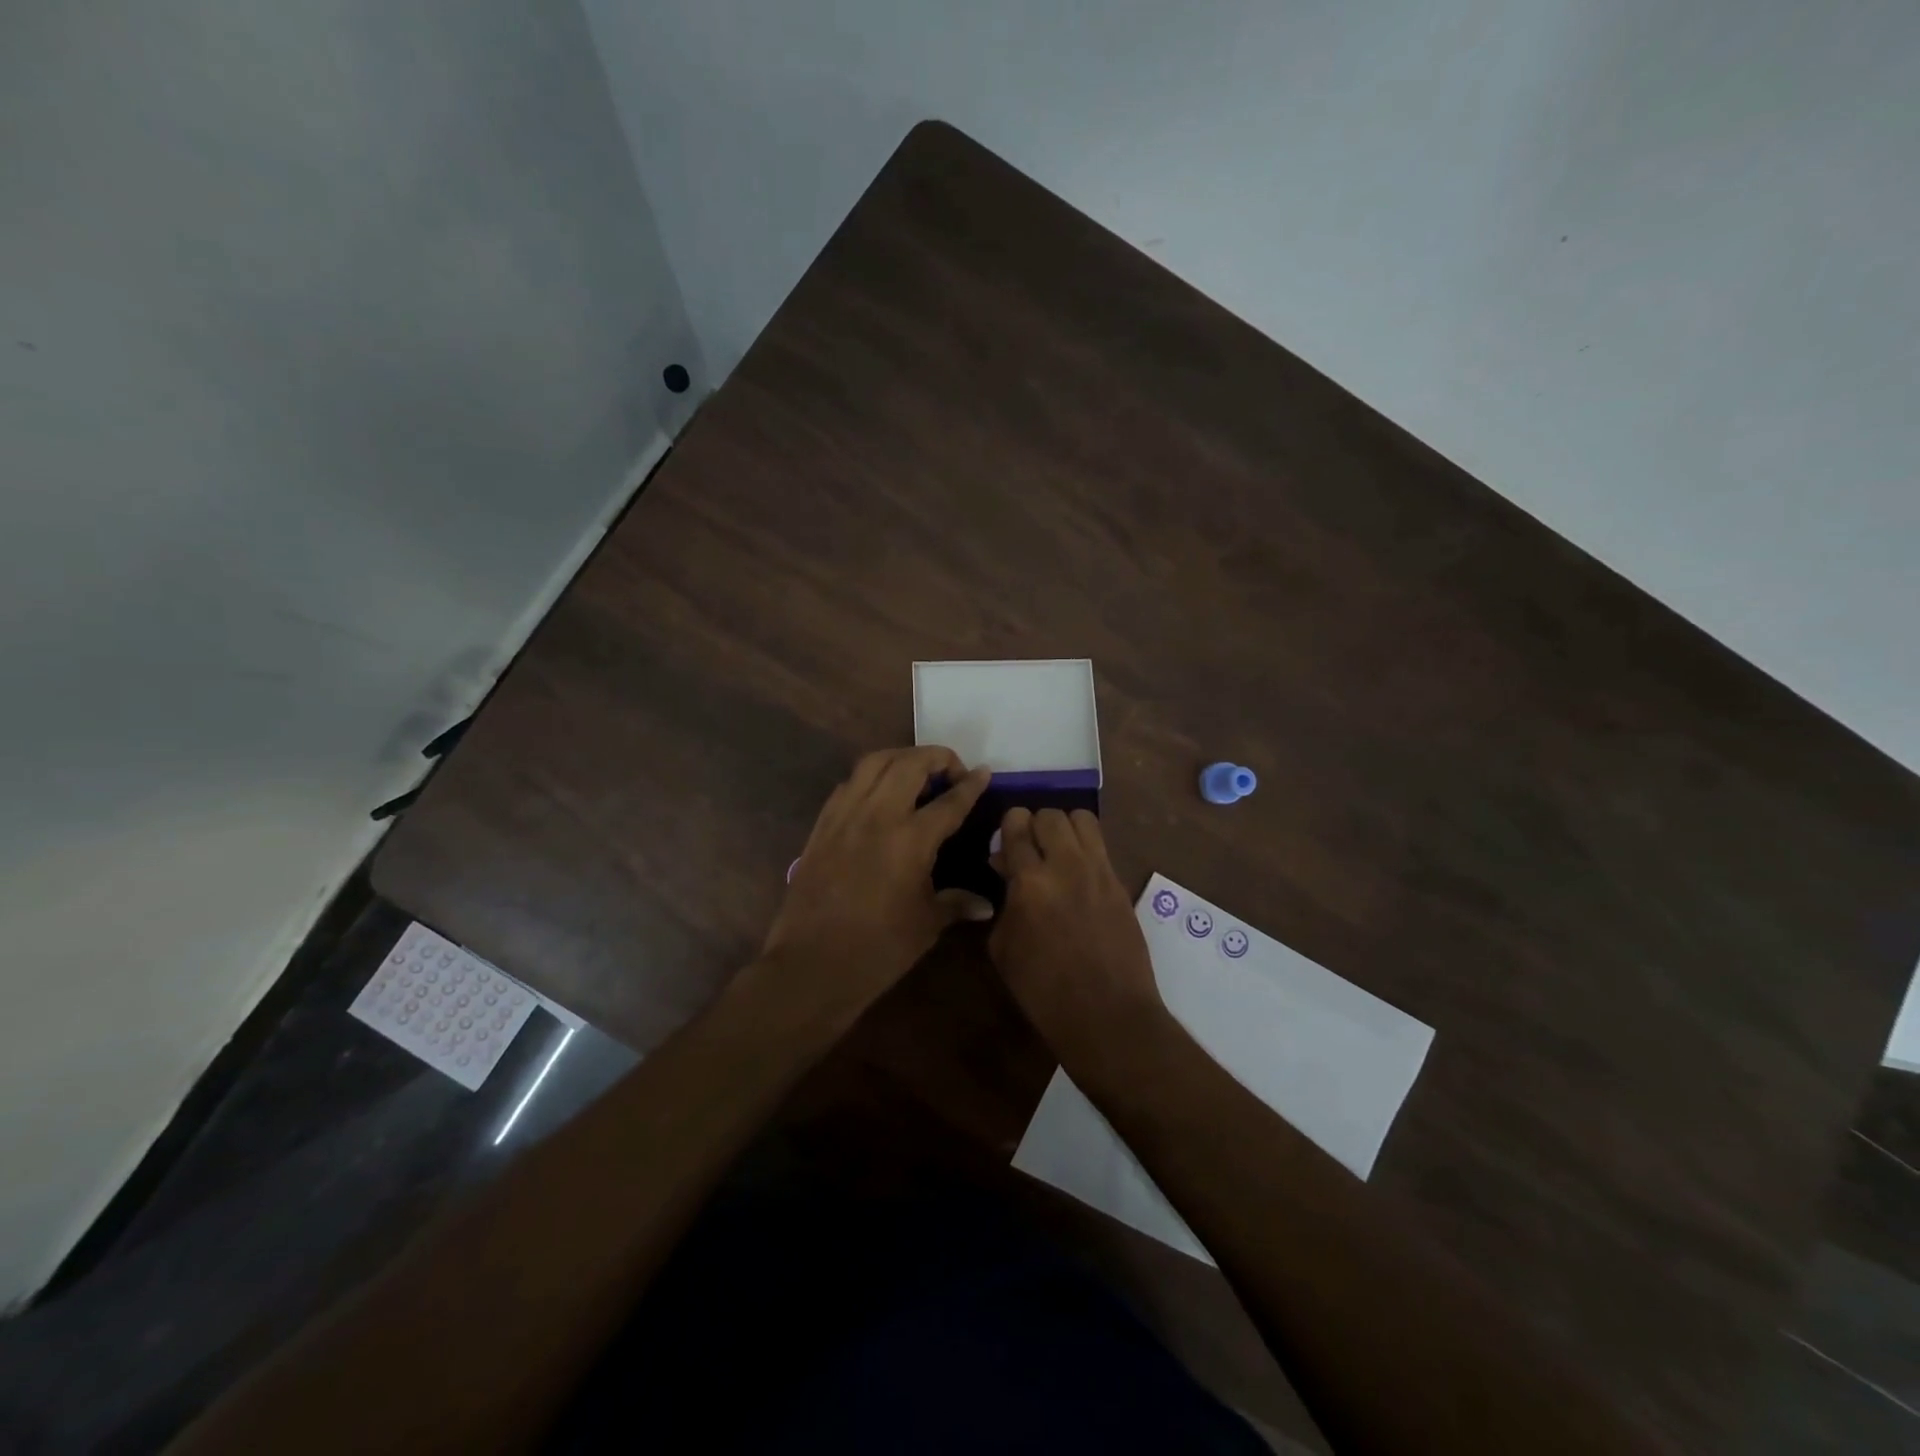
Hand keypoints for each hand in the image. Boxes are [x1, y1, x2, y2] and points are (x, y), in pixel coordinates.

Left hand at [758, 746, 992, 1022]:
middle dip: (937, 758)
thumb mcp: (926, 924)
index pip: (949, 801)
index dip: (970, 785)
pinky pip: (849, 784)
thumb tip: (985, 905)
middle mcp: (878, 815)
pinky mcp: (823, 825)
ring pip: (874, 762)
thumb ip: (957, 903)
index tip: (983, 773)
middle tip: (952, 771)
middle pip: (910, 764)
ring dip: (901, 758)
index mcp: (911, 839)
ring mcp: (845, 815)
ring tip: (916, 772)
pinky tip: (879, 794)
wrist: (812, 965)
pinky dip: (870, 777)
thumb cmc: (878, 949)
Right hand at [989, 807, 1166, 1066]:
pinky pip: (1100, 846)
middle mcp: (1066, 865)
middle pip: (1051, 814)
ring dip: (1065, 828)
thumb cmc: (1043, 990)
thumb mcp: (1003, 948)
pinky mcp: (1120, 882)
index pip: (1017, 826)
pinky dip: (1085, 848)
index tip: (1006, 837)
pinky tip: (1078, 872)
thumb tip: (1007, 871)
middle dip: (1035, 824)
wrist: (1107, 1014)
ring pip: (1082, 819)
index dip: (1009, 825)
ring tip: (1058, 850)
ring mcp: (1099, 871)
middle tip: (1031, 846)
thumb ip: (1003, 901)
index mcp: (1030, 881)